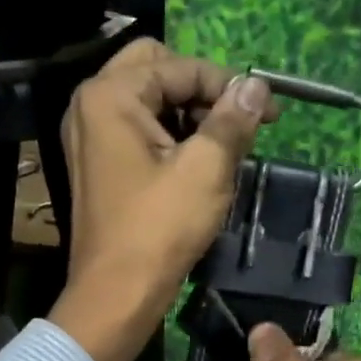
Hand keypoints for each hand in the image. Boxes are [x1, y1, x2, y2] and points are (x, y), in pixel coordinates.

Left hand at [48, 38, 274, 360]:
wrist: (117, 294)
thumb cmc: (160, 229)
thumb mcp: (206, 169)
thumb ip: (232, 119)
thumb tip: (257, 85)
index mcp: (110, 95)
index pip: (180, 66)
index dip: (229, 84)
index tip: (270, 112)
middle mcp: (91, 105)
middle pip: (156, 69)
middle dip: (202, 89)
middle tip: (236, 120)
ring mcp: (90, 135)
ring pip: (148, 100)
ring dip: (189, 112)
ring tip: (224, 145)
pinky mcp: (98, 163)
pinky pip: (138, 129)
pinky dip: (171, 135)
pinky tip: (198, 162)